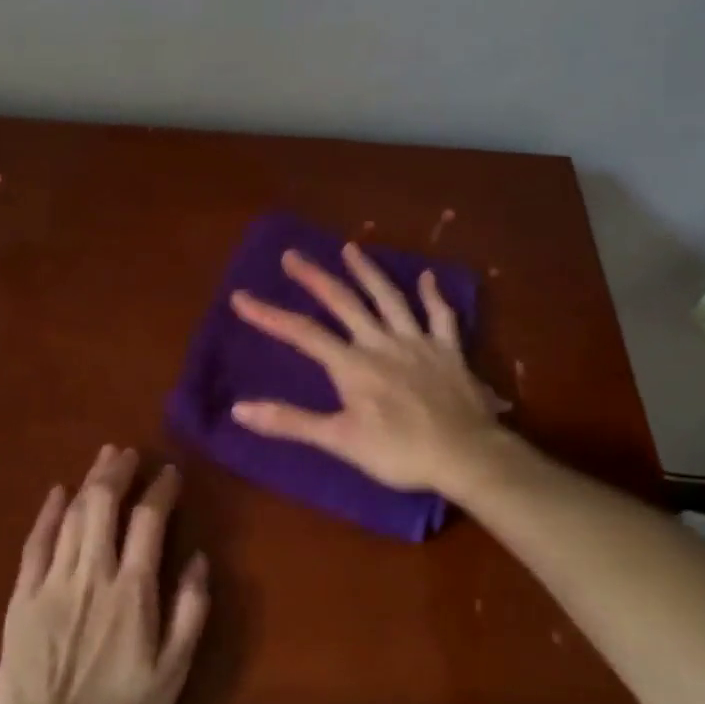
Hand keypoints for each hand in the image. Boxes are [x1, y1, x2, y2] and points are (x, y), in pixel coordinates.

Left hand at [0, 446, 210, 703]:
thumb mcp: (172, 674)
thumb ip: (189, 612)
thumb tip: (198, 559)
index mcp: (132, 592)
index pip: (149, 522)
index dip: (160, 490)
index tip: (170, 473)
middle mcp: (91, 575)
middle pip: (103, 505)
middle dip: (117, 471)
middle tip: (128, 452)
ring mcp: (51, 584)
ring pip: (71, 516)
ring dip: (88, 482)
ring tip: (102, 459)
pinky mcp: (21, 598)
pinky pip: (35, 544)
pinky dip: (47, 513)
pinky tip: (56, 493)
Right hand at [228, 243, 504, 496]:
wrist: (465, 455)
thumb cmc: (399, 452)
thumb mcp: (339, 440)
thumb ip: (290, 422)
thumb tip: (239, 409)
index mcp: (353, 365)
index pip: (303, 333)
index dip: (269, 314)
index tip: (241, 296)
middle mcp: (382, 343)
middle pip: (344, 303)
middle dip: (315, 278)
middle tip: (292, 256)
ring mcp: (418, 342)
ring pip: (390, 298)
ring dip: (368, 272)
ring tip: (350, 248)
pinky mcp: (449, 351)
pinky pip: (441, 317)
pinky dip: (433, 296)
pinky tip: (427, 277)